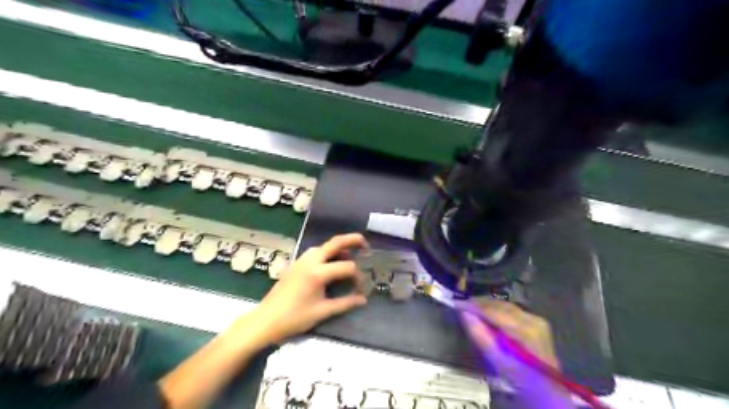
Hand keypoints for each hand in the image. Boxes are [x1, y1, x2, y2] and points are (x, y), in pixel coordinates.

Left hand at [253, 231, 370, 342]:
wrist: (265, 321)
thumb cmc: (294, 318)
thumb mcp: (322, 312)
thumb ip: (345, 303)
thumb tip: (363, 299)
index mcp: (318, 273)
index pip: (346, 267)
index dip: (358, 276)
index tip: (362, 287)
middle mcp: (310, 261)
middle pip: (335, 243)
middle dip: (352, 240)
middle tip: (365, 244)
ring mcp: (301, 260)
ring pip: (323, 246)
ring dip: (338, 247)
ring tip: (349, 256)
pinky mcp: (296, 264)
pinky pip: (315, 252)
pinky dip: (326, 252)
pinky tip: (330, 263)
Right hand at [457, 299, 571, 406]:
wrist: (547, 389)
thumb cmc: (520, 378)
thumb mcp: (497, 360)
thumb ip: (480, 335)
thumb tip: (464, 314)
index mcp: (524, 330)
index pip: (493, 311)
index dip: (473, 305)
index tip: (456, 304)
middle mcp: (532, 319)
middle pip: (500, 305)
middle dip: (479, 304)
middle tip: (461, 305)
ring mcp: (536, 319)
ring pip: (505, 306)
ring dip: (487, 306)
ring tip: (471, 308)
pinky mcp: (536, 321)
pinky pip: (511, 310)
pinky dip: (497, 310)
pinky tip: (487, 315)